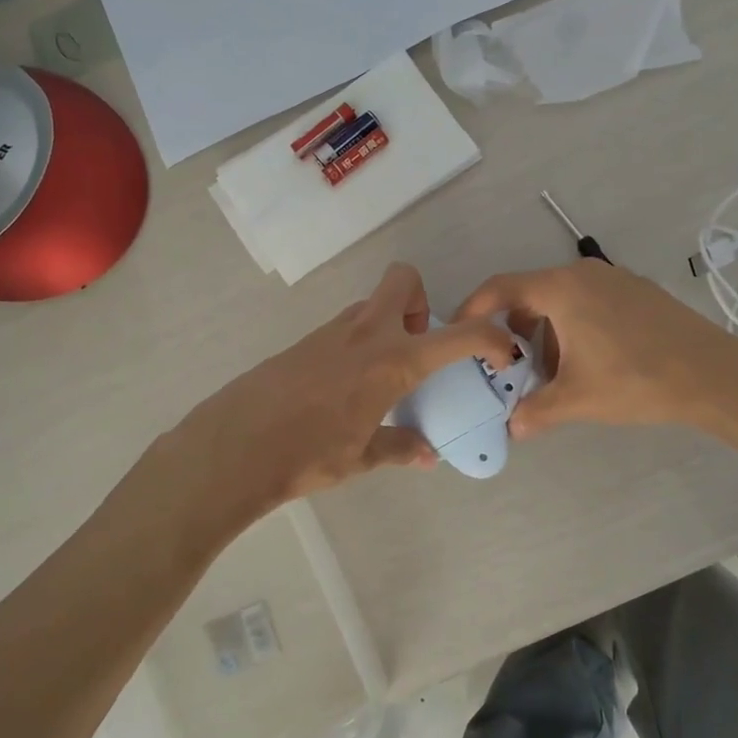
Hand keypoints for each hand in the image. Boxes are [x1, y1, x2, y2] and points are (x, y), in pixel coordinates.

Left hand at [177, 263, 515, 515]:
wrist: (234, 447)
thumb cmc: (307, 455)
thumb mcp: (361, 457)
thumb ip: (399, 447)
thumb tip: (427, 455)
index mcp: (392, 362)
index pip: (458, 336)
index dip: (491, 337)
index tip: (503, 351)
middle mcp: (365, 334)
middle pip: (403, 280)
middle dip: (421, 301)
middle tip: (416, 345)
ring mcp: (331, 332)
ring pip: (371, 305)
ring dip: (388, 325)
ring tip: (381, 377)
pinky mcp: (304, 341)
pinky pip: (345, 327)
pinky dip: (358, 343)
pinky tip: (343, 389)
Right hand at [456, 261, 737, 438]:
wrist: (714, 374)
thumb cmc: (636, 379)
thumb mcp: (578, 399)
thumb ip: (536, 411)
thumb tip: (512, 428)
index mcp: (561, 289)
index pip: (500, 287)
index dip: (473, 308)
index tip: (460, 332)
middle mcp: (583, 274)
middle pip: (530, 294)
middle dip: (513, 329)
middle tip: (508, 365)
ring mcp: (613, 279)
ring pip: (560, 299)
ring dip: (546, 332)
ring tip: (552, 372)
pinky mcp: (636, 291)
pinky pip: (587, 301)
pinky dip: (573, 326)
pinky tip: (588, 362)